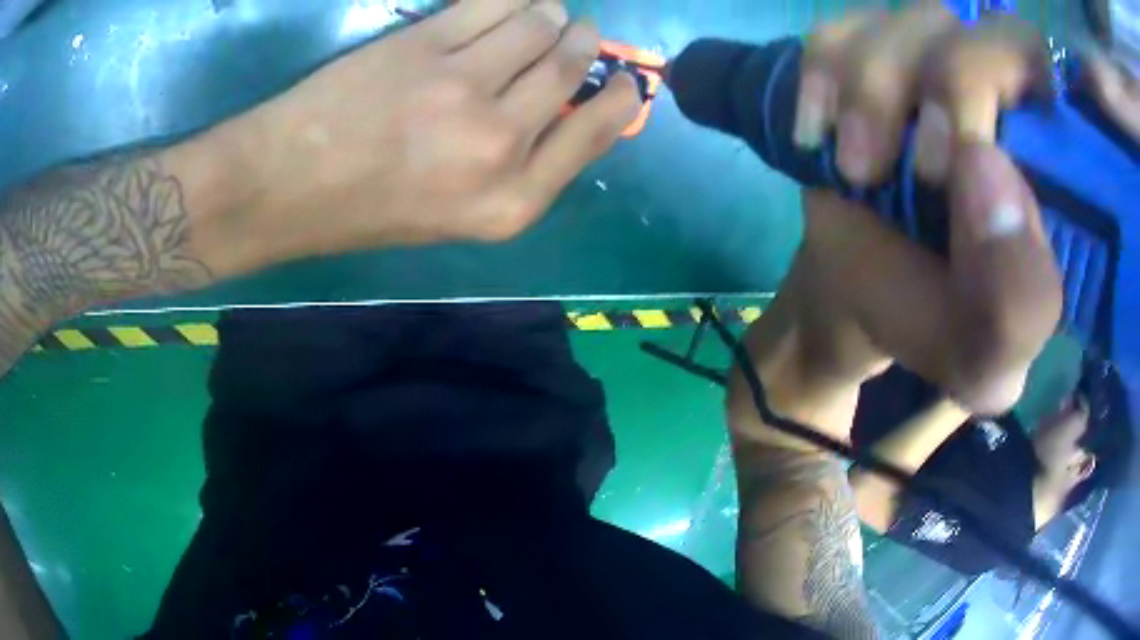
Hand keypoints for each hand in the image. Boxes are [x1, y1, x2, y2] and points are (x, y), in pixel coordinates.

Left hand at [223, 0, 640, 263]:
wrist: (284, 187)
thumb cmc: (364, 211)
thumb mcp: (456, 216)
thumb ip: (519, 166)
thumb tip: (562, 106)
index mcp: (511, 202)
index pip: (598, 130)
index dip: (620, 95)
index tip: (623, 77)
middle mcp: (499, 144)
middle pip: (573, 66)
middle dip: (583, 42)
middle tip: (574, 32)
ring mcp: (463, 87)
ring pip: (542, 23)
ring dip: (548, 13)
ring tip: (535, 14)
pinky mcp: (426, 44)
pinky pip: (496, 0)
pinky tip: (508, 1)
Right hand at [791, 6, 1061, 412]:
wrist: (865, 296)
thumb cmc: (942, 326)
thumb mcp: (988, 359)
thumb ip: (1016, 302)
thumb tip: (985, 167)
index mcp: (1056, 170)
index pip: (1074, 86)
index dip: (1051, 84)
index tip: (983, 150)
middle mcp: (1008, 99)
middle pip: (993, 32)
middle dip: (952, 87)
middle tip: (921, 172)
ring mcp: (935, 62)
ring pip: (914, 17)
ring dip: (875, 90)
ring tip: (858, 169)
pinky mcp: (868, 53)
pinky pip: (840, 28)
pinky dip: (820, 78)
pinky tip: (818, 136)